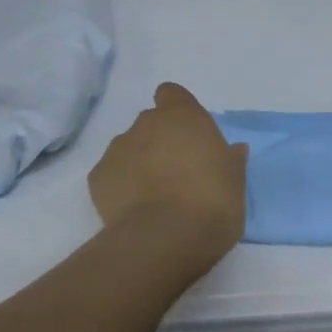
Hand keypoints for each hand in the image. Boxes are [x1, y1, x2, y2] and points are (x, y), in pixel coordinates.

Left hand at [89, 83, 247, 273]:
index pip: (172, 94)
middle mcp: (145, 124)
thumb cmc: (212, 202)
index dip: (177, 110)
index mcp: (182, 116)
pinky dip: (120, 187)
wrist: (166, 237)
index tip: (187, 134)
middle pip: (149, 123)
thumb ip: (230, 160)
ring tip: (154, 197)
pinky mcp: (97, 177)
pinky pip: (111, 175)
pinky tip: (134, 211)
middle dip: (159, 141)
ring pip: (128, 148)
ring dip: (139, 164)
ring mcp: (117, 149)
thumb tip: (233, 150)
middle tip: (176, 172)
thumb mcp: (235, 181)